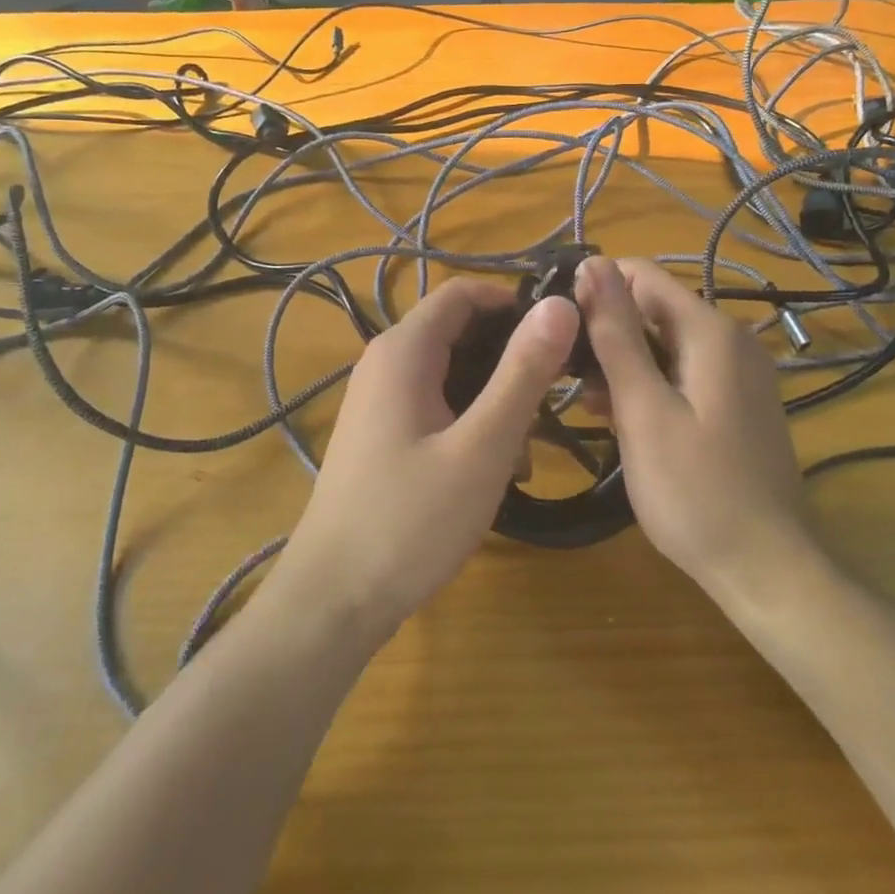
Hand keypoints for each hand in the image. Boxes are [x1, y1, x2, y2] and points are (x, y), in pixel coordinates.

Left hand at [273, 277, 578, 640]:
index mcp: (404, 350)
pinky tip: (498, 469)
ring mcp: (381, 399)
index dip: (515, 302)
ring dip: (496, 397)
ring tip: (529, 448)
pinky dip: (472, 421)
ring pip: (453, 372)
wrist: (333, 601)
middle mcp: (386, 362)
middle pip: (460, 332)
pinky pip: (438, 405)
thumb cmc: (411, 521)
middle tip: (554, 398)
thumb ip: (523, 372)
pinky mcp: (384, 433)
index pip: (464, 293)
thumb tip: (560, 305)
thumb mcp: (482, 446)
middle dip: (511, 358)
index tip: (561, 335)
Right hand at [575, 257, 815, 602]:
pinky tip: (616, 415)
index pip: (642, 275)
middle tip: (563, 370)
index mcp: (711, 331)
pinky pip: (681, 373)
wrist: (766, 569)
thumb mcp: (643, 408)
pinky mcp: (735, 402)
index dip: (595, 288)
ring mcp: (738, 372)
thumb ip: (617, 333)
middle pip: (654, 309)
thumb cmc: (695, 490)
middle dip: (607, 331)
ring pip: (664, 344)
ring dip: (622, 362)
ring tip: (582, 400)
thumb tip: (592, 263)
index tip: (557, 322)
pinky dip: (647, 384)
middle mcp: (731, 339)